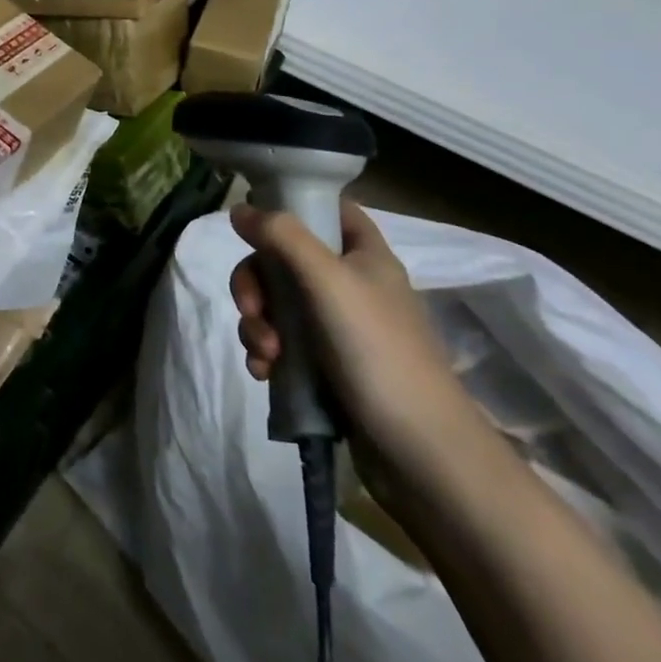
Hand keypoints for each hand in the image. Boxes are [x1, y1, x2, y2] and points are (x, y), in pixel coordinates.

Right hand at [229, 199, 485, 492]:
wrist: (422, 454)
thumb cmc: (378, 352)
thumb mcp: (327, 281)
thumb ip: (282, 237)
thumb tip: (238, 208)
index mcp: (364, 255)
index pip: (327, 209)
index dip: (292, 207)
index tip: (257, 224)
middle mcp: (351, 284)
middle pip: (284, 258)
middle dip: (256, 283)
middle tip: (252, 308)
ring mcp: (338, 327)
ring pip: (277, 303)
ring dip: (258, 323)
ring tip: (265, 355)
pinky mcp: (327, 366)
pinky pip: (281, 342)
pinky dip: (265, 352)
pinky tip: (265, 373)